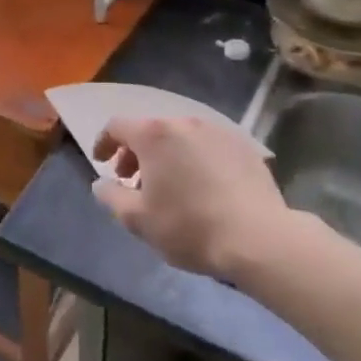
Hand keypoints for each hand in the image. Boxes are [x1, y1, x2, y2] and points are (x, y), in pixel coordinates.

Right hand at [92, 116, 290, 279]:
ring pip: (181, 137)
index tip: (102, 163)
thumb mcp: (137, 219)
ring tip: (170, 186)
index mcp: (154, 135)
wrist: (258, 238)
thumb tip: (102, 183)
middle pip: (150, 131)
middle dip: (136, 153)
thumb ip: (111, 196)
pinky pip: (209, 146)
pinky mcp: (244, 146)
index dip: (104, 142)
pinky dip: (196, 159)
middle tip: (134, 182)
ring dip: (167, 156)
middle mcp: (184, 123)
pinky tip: (203, 187)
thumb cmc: (189, 227)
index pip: (117, 126)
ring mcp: (217, 131)